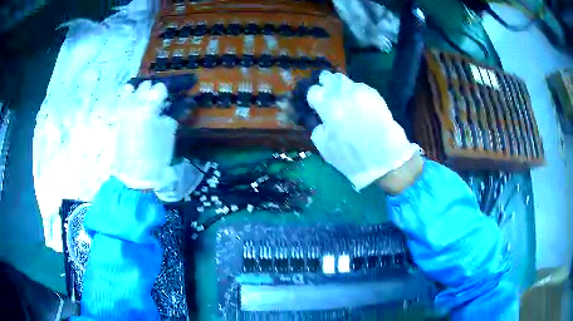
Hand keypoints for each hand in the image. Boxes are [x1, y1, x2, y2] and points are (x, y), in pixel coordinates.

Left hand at [114, 81, 176, 189]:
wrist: (133, 175)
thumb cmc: (155, 156)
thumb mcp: (168, 136)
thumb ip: (168, 118)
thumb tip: (165, 112)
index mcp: (148, 107)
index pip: (159, 87)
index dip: (165, 93)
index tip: (167, 100)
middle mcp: (134, 104)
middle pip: (144, 86)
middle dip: (151, 90)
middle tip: (156, 100)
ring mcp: (123, 111)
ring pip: (130, 90)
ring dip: (137, 92)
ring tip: (142, 100)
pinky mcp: (117, 119)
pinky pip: (122, 101)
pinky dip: (127, 99)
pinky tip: (132, 105)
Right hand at [307, 71, 421, 191]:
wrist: (384, 160)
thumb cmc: (352, 158)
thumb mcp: (325, 148)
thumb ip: (318, 129)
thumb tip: (320, 120)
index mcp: (328, 107)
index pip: (314, 91)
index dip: (313, 97)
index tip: (316, 104)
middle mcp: (343, 94)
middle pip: (329, 78)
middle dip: (325, 83)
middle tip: (327, 92)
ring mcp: (361, 92)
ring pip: (346, 80)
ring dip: (341, 87)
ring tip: (344, 97)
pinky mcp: (375, 95)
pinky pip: (361, 87)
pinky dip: (357, 92)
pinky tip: (360, 104)